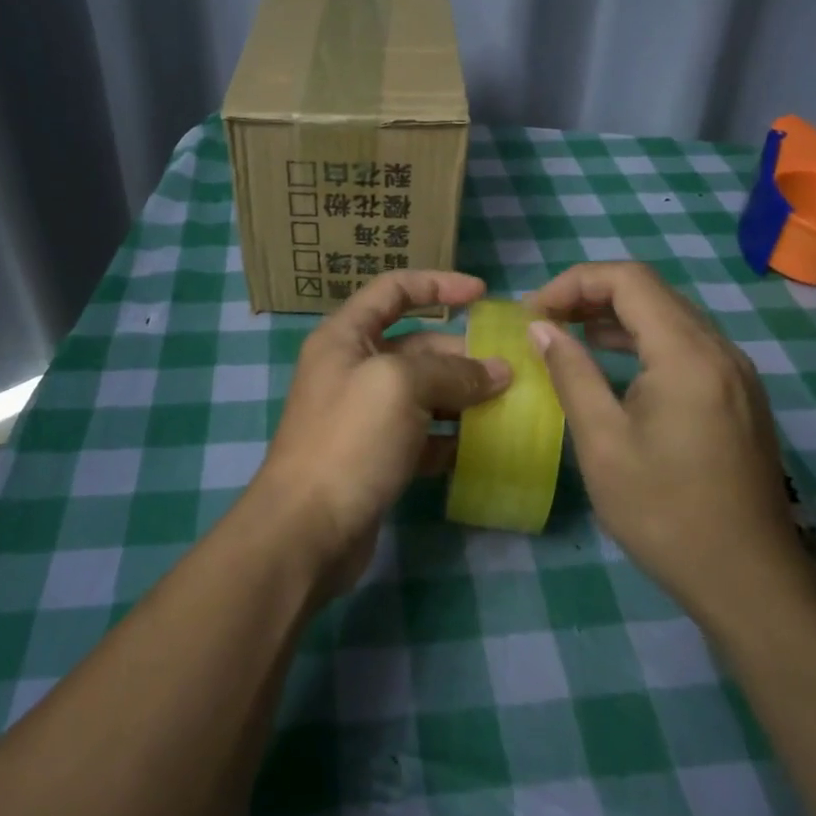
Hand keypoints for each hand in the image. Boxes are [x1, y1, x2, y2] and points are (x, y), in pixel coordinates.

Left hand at [248, 270, 510, 597]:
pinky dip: (449, 437)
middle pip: (415, 346)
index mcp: (345, 337)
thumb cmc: (349, 440)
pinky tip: (481, 447)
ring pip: (422, 393)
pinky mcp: (375, 457)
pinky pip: (421, 435)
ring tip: (506, 406)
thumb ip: (452, 371)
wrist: (306, 531)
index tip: (482, 294)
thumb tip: (499, 372)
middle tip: (509, 371)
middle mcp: (352, 369)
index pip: (393, 290)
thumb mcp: (401, 387)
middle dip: (461, 353)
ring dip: (462, 396)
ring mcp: (363, 416)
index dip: (437, 285)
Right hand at [525, 262, 810, 631]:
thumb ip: (571, 374)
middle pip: (651, 291)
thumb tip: (541, 328)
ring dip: (615, 316)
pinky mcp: (738, 394)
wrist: (749, 578)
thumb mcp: (603, 443)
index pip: (628, 279)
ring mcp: (735, 372)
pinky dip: (642, 341)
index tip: (534, 313)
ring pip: (669, 316)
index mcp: (687, 354)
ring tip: (567, 336)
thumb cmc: (665, 512)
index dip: (574, 282)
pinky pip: (685, 344)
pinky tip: (613, 365)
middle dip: (591, 295)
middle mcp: (719, 349)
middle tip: (544, 321)